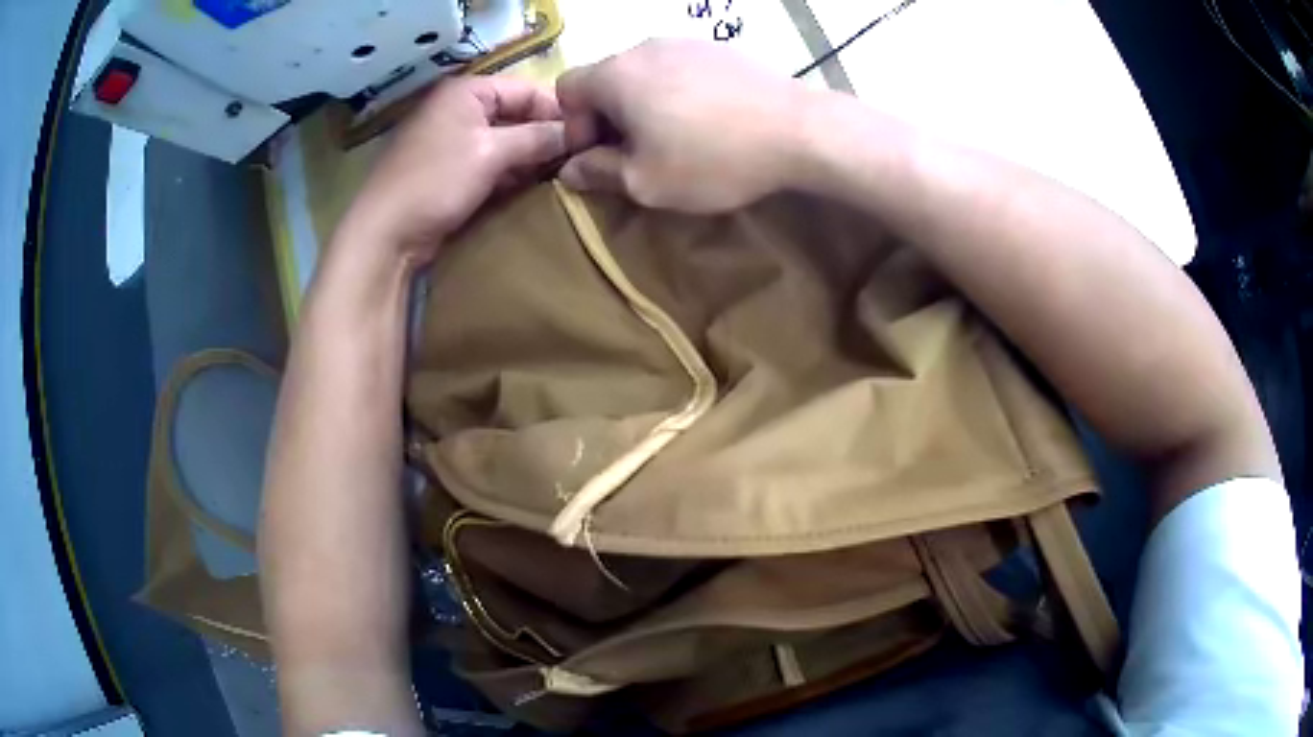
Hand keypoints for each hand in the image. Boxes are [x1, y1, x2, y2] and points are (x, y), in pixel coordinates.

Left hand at [340, 76, 566, 264]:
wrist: (385, 234)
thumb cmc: (435, 182)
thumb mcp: (491, 153)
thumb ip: (538, 138)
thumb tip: (579, 134)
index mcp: (466, 91)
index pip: (527, 90)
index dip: (559, 111)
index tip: (591, 135)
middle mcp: (460, 109)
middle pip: (517, 115)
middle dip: (547, 136)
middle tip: (582, 158)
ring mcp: (454, 141)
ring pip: (506, 141)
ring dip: (532, 157)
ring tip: (565, 174)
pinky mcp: (452, 171)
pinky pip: (492, 162)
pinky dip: (512, 172)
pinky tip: (535, 187)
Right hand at [556, 39, 807, 212]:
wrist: (799, 130)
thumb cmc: (713, 158)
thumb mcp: (645, 181)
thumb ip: (597, 173)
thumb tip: (569, 169)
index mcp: (616, 74)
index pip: (566, 89)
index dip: (573, 126)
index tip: (602, 156)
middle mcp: (643, 47)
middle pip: (605, 79)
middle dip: (609, 117)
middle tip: (637, 154)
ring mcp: (684, 42)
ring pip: (643, 73)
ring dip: (643, 105)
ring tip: (675, 138)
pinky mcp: (718, 48)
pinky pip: (678, 68)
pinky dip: (676, 93)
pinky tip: (707, 120)